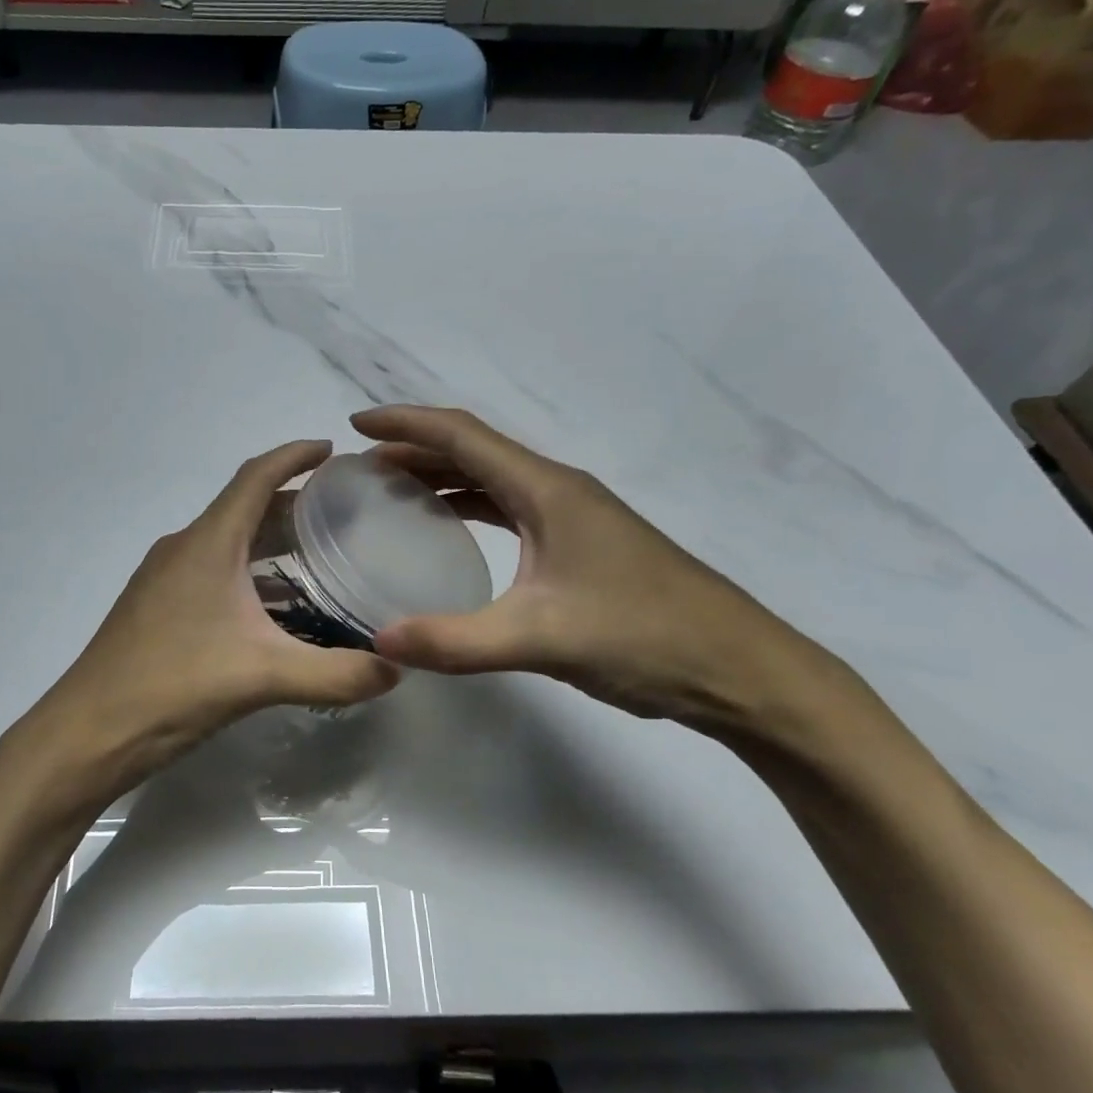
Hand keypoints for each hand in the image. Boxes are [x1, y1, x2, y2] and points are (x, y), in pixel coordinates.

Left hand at [32, 441, 400, 801]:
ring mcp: (165, 579)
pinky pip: (213, 572)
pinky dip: (248, 573)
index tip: (332, 449)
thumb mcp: (264, 677)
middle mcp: (184, 549)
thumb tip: (397, 671)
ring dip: (270, 541)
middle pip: (244, 508)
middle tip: (343, 511)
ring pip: (227, 543)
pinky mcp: (157, 608)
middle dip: (292, 502)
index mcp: (208, 544)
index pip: (255, 477)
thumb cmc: (173, 686)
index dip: (294, 455)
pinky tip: (274, 606)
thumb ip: (336, 674)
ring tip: (319, 553)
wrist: (88, 732)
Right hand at [351, 406, 839, 733]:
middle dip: (413, 452)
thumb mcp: (540, 638)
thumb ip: (456, 641)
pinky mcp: (579, 546)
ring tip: (389, 493)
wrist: (737, 668)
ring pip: (491, 481)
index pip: (461, 436)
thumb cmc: (643, 637)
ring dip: (440, 479)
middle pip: (473, 452)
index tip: (354, 427)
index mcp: (546, 490)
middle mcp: (557, 490)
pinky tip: (449, 530)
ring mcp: (572, 517)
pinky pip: (509, 510)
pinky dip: (469, 509)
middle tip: (360, 470)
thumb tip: (378, 642)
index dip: (405, 424)